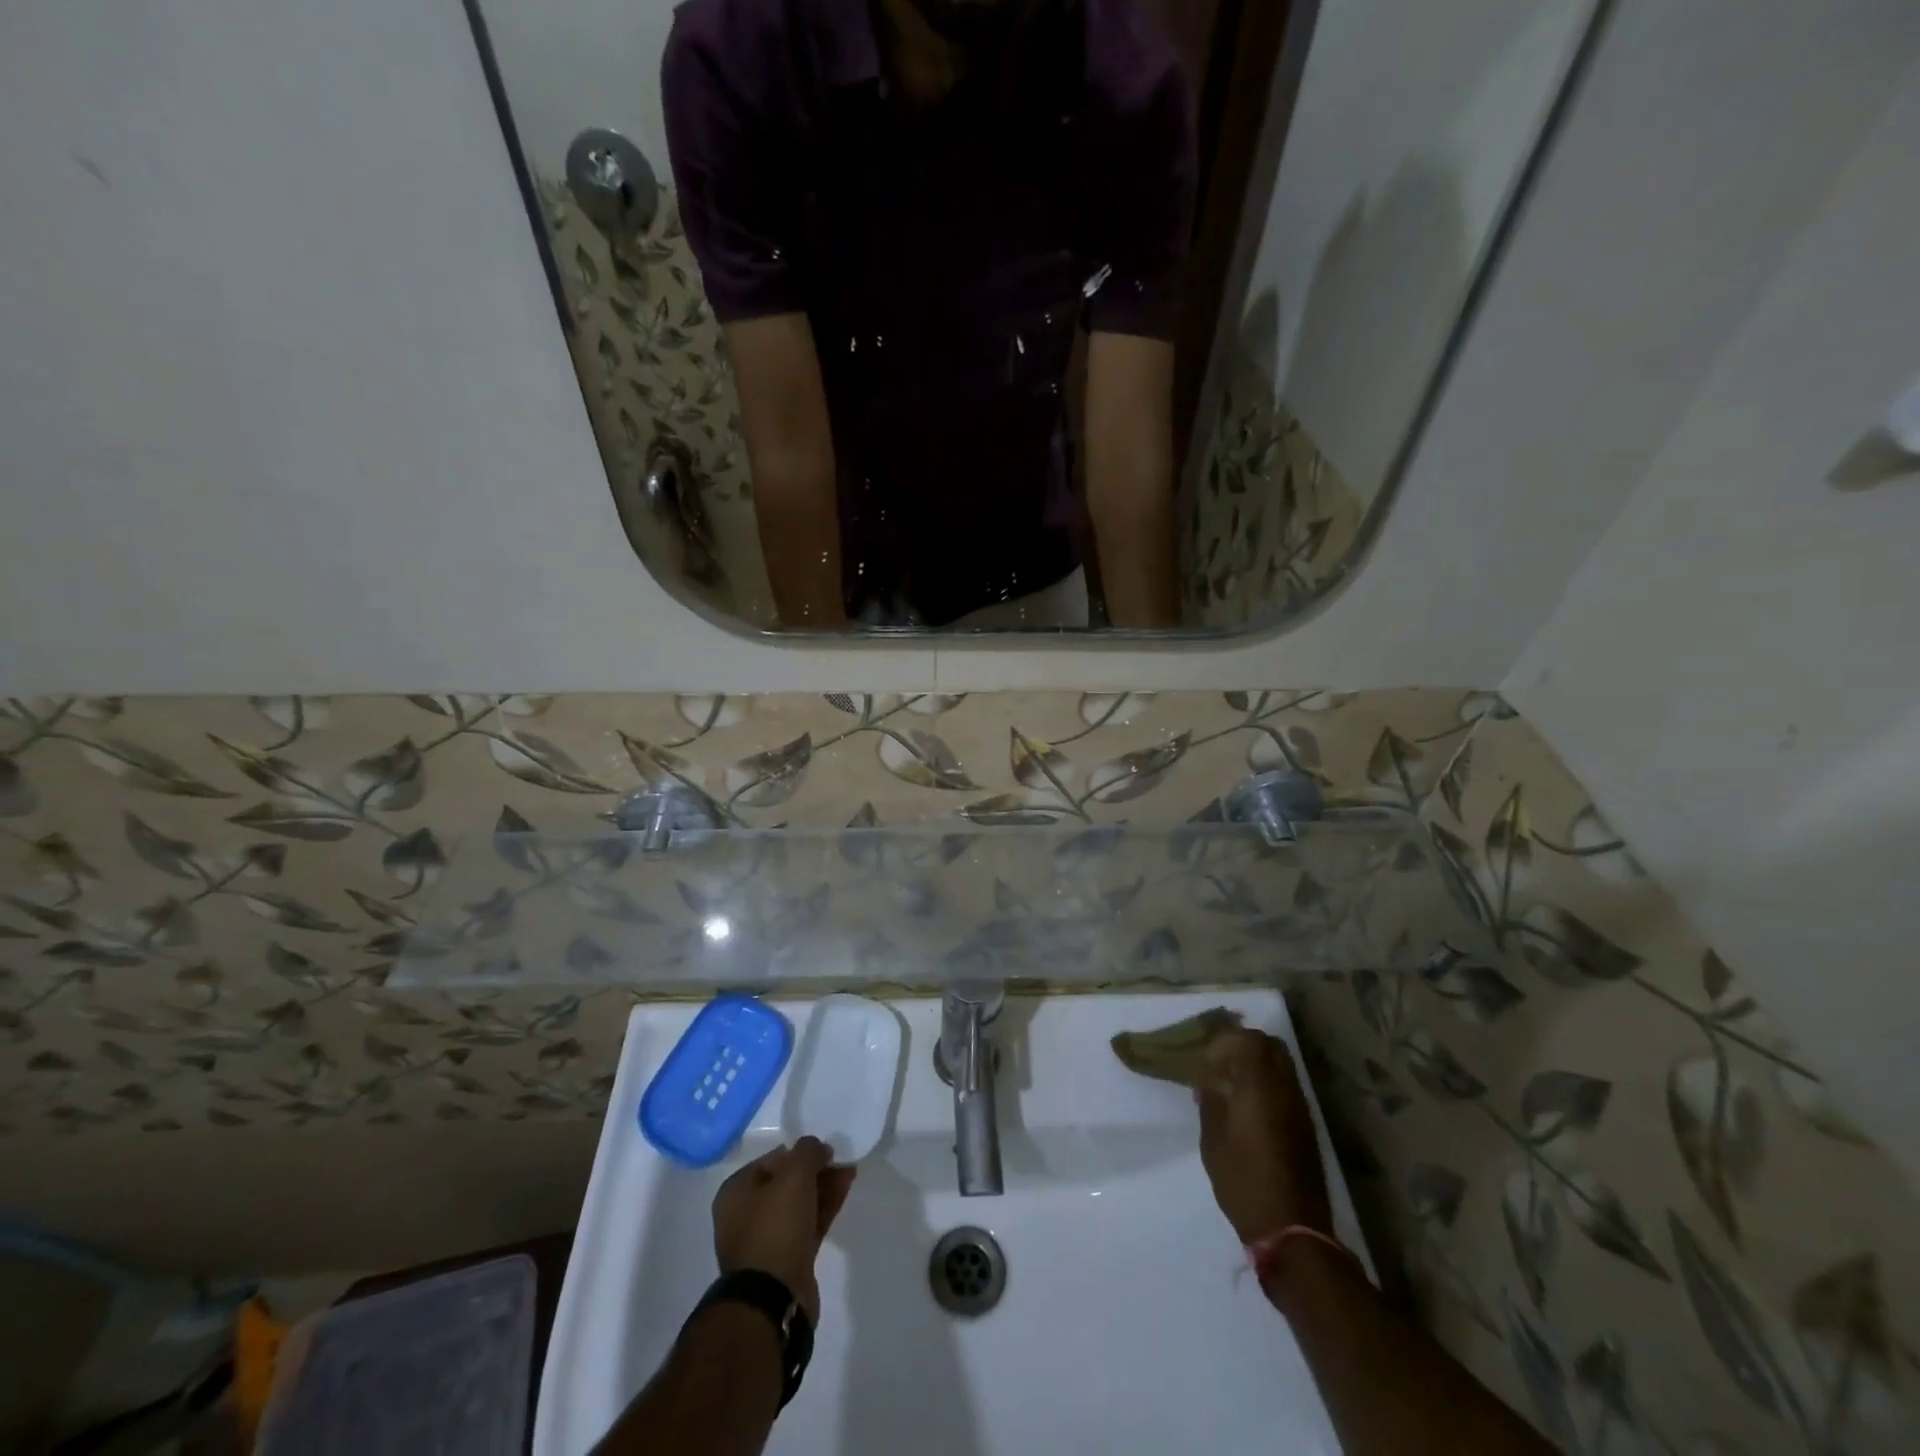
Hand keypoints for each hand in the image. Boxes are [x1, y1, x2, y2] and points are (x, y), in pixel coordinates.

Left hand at [712, 1137, 855, 1322]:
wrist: (773, 1299)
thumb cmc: (775, 1227)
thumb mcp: (794, 1175)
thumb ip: (808, 1151)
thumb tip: (818, 1149)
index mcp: (736, 1192)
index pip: (772, 1159)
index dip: (800, 1152)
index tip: (825, 1150)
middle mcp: (746, 1215)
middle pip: (787, 1182)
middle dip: (816, 1170)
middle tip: (842, 1161)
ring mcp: (766, 1240)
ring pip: (800, 1204)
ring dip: (823, 1187)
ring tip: (850, 1173)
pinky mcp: (786, 1261)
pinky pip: (808, 1225)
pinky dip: (824, 1209)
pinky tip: (844, 1193)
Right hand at [1195, 1029, 1331, 1243]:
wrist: (1292, 1229)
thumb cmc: (1244, 1181)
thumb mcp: (1213, 1142)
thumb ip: (1210, 1104)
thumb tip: (1208, 1083)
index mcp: (1259, 1086)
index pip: (1249, 1040)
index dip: (1226, 1041)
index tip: (1207, 1060)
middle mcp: (1285, 1089)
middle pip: (1271, 1046)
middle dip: (1245, 1046)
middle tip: (1220, 1064)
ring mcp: (1300, 1108)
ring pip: (1283, 1066)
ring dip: (1259, 1065)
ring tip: (1233, 1085)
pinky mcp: (1307, 1127)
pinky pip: (1288, 1088)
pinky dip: (1270, 1085)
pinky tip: (1251, 1108)